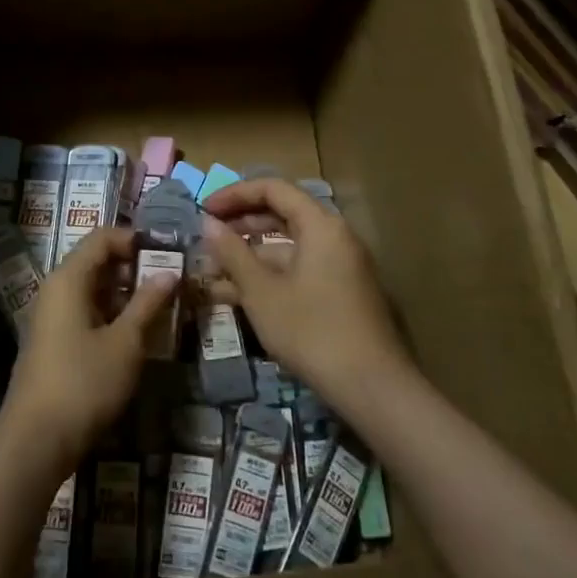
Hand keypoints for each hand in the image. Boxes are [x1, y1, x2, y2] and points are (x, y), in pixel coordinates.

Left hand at [0, 227, 179, 472]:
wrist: (35, 441)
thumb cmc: (83, 383)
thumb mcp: (125, 343)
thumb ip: (148, 304)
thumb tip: (170, 273)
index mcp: (68, 278)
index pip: (103, 238)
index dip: (135, 239)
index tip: (168, 253)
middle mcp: (56, 289)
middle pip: (97, 261)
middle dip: (135, 267)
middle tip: (172, 281)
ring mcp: (52, 317)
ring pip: (93, 289)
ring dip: (126, 293)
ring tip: (162, 306)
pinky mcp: (54, 341)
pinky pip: (86, 312)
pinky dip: (112, 313)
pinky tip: (137, 332)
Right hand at [200, 178, 408, 417]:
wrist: (372, 387)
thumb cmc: (312, 331)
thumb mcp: (262, 292)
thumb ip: (233, 253)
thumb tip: (208, 223)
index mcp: (321, 225)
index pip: (273, 189)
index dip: (235, 194)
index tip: (204, 209)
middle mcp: (335, 237)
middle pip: (282, 214)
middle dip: (241, 224)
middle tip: (207, 237)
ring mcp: (340, 266)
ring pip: (288, 247)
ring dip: (250, 256)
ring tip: (212, 272)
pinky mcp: (340, 293)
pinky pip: (298, 270)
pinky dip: (269, 276)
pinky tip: (236, 295)